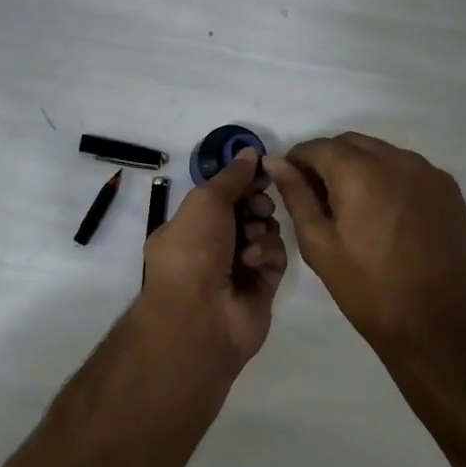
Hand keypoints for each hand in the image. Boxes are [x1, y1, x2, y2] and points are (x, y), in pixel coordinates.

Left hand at [138, 150, 286, 367]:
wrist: (200, 314)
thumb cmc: (193, 249)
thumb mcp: (206, 201)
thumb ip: (232, 176)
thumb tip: (249, 152)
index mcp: (189, 225)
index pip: (221, 195)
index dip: (242, 181)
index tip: (262, 169)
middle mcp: (212, 245)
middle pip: (247, 211)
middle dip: (256, 202)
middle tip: (257, 206)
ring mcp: (238, 267)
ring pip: (265, 232)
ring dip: (261, 228)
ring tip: (252, 236)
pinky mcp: (263, 287)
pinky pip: (275, 257)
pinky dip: (267, 253)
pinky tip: (254, 260)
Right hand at [265, 133, 465, 365]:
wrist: (439, 328)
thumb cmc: (368, 290)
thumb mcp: (319, 244)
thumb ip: (296, 195)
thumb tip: (274, 162)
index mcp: (360, 173)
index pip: (317, 146)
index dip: (297, 160)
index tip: (290, 183)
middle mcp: (397, 161)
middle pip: (350, 143)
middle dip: (328, 160)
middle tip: (318, 197)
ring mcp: (428, 173)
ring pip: (381, 152)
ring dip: (359, 166)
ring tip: (352, 206)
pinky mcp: (449, 190)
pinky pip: (408, 167)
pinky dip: (388, 177)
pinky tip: (384, 212)